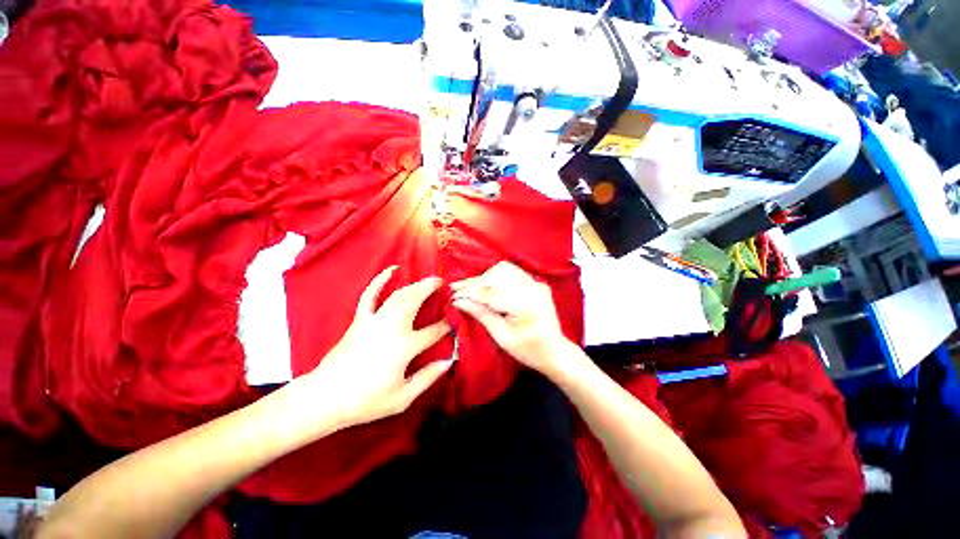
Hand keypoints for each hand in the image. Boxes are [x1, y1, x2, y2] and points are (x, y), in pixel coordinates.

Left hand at [307, 266, 453, 427]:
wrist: (325, 398)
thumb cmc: (366, 401)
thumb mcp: (403, 398)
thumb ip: (428, 377)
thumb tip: (450, 361)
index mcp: (404, 347)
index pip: (434, 332)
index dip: (447, 326)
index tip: (454, 322)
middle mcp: (392, 328)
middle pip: (415, 301)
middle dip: (431, 289)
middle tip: (444, 283)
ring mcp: (374, 321)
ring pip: (398, 295)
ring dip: (416, 285)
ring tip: (429, 279)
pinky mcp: (360, 320)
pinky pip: (370, 295)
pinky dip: (379, 280)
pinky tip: (391, 270)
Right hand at [450, 262, 573, 373]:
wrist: (556, 351)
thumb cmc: (529, 350)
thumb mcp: (502, 337)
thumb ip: (482, 315)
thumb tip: (459, 301)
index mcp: (526, 303)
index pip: (492, 292)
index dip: (470, 292)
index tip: (452, 294)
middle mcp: (533, 286)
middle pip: (498, 274)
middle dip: (476, 282)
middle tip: (457, 289)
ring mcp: (536, 282)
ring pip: (504, 269)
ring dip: (485, 277)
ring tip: (471, 288)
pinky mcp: (536, 282)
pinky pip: (512, 272)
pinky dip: (496, 277)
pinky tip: (487, 286)